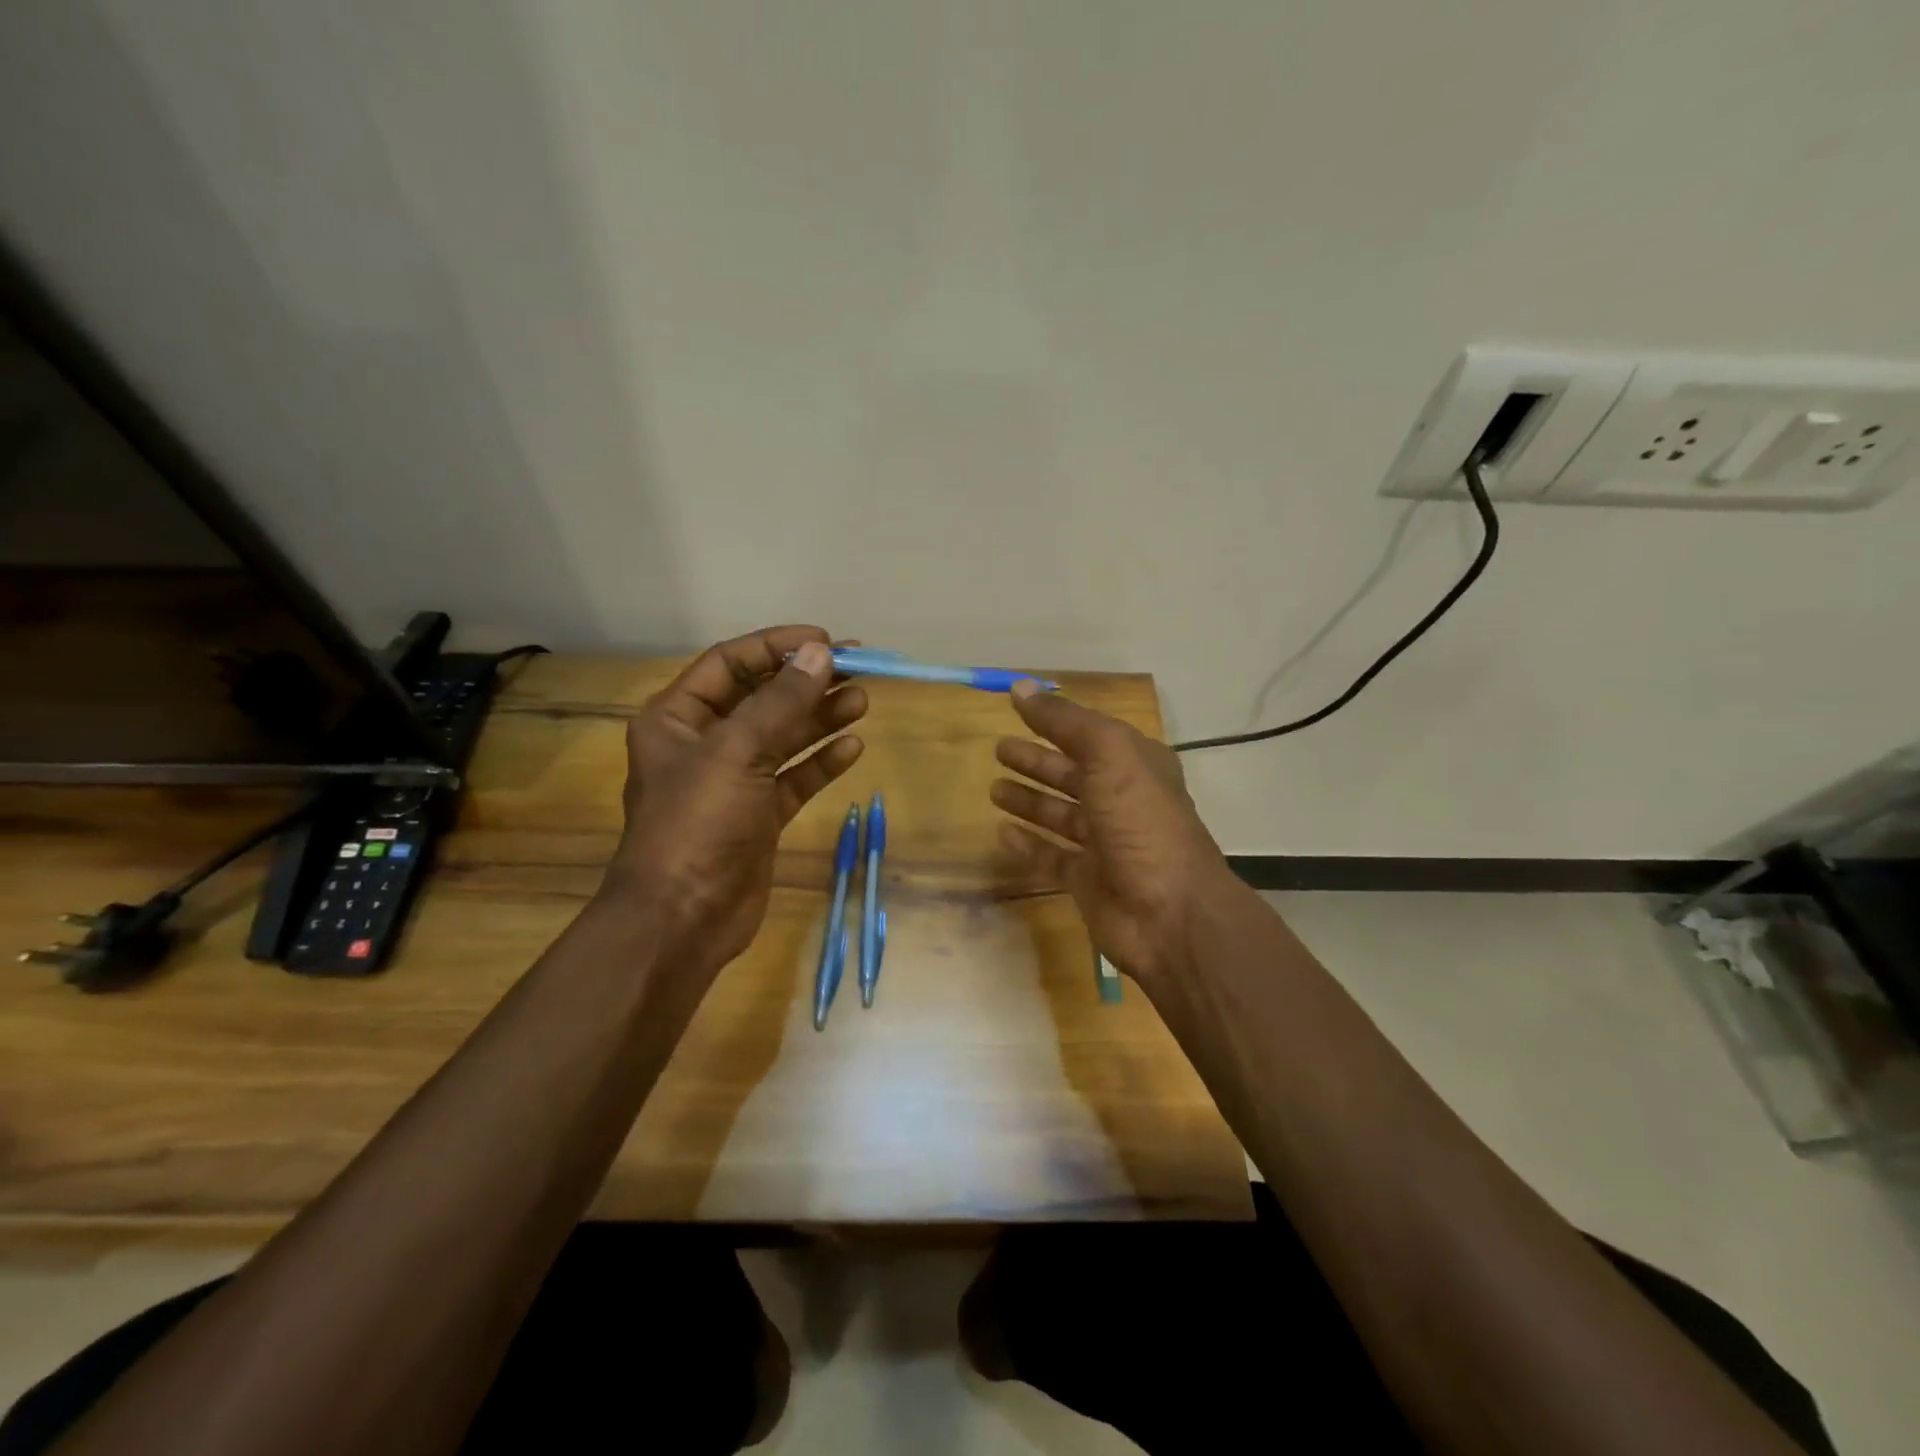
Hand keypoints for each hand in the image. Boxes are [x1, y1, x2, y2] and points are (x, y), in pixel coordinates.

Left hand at [600, 626, 867, 976]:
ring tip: (861, 701)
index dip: (776, 648)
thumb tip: (821, 653)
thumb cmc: (697, 824)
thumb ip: (781, 702)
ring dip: (819, 718)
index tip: (825, 641)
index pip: (730, 664)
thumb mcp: (736, 752)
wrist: (682, 919)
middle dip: (806, 682)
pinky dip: (820, 762)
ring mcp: (733, 782)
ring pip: (783, 738)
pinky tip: (852, 748)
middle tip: (858, 668)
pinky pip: (794, 778)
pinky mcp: (758, 816)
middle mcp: (703, 744)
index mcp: (678, 718)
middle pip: (762, 699)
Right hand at [991, 682, 1240, 986]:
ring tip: (993, 788)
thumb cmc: (1142, 822)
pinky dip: (1028, 845)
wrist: (1170, 913)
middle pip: (1072, 773)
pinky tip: (1001, 833)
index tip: (1016, 708)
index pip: (1089, 735)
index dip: (1055, 721)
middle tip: (998, 749)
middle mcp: (1122, 801)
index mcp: (1136, 766)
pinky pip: (1050, 857)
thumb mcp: (1109, 755)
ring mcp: (1105, 844)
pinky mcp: (1087, 881)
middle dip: (1037, 761)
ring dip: (1029, 800)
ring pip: (1059, 815)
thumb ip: (1064, 721)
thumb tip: (1019, 687)